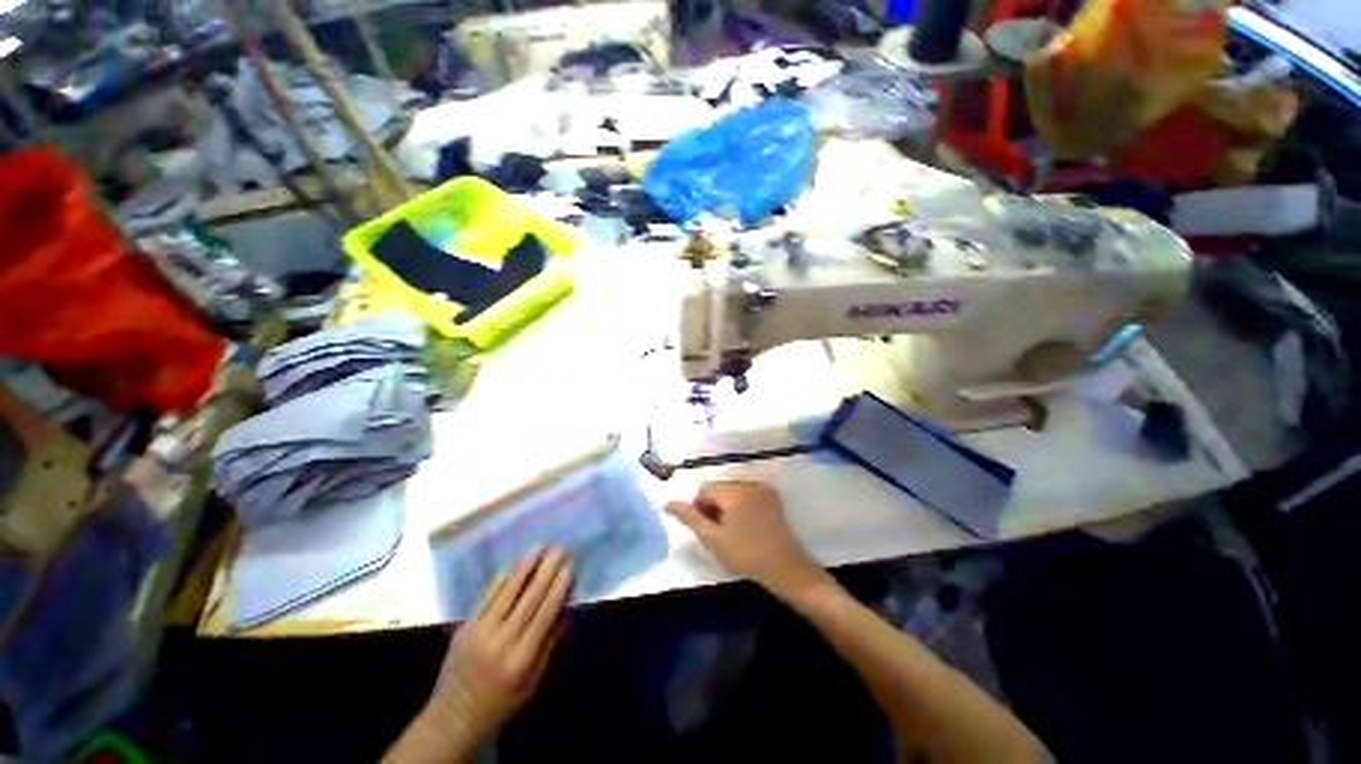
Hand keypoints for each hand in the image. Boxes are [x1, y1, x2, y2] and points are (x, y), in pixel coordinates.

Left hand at [427, 546, 572, 740]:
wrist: (453, 718)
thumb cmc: (502, 702)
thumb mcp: (533, 682)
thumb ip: (550, 644)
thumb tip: (566, 609)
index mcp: (521, 660)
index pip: (544, 616)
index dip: (558, 590)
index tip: (570, 567)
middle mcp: (501, 642)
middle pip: (528, 598)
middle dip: (547, 570)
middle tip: (560, 548)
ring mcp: (479, 632)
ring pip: (508, 591)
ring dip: (526, 565)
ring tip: (540, 545)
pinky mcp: (465, 626)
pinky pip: (487, 596)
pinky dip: (503, 577)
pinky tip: (515, 562)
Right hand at [665, 481, 832, 600]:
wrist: (786, 568)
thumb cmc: (745, 555)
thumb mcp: (713, 539)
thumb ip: (689, 517)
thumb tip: (668, 502)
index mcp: (733, 490)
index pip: (705, 489)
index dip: (699, 508)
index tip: (706, 530)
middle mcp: (748, 483)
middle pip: (719, 488)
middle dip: (713, 506)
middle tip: (718, 533)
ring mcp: (762, 488)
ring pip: (733, 491)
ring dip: (727, 506)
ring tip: (732, 531)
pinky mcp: (772, 497)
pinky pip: (748, 494)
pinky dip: (741, 505)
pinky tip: (746, 526)